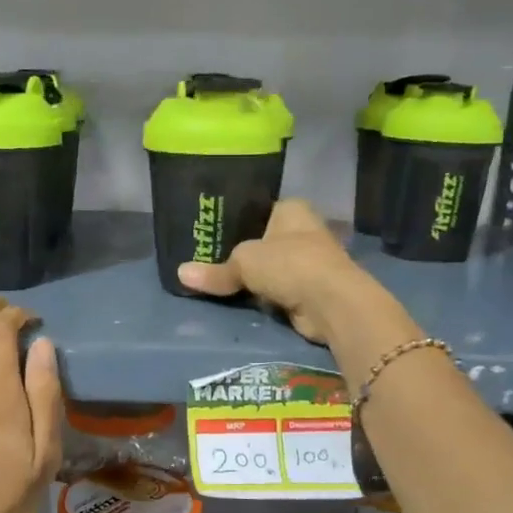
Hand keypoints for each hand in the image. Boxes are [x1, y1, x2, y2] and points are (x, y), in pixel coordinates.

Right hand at [176, 199, 376, 344]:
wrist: (331, 303)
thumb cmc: (289, 264)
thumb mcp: (243, 262)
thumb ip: (215, 270)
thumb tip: (181, 274)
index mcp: (291, 209)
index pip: (258, 210)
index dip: (235, 221)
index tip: (209, 233)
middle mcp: (303, 230)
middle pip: (262, 240)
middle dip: (240, 253)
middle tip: (205, 260)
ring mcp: (309, 262)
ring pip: (270, 268)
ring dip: (253, 278)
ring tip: (216, 282)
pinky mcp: (310, 290)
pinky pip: (277, 290)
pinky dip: (263, 297)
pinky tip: (241, 300)